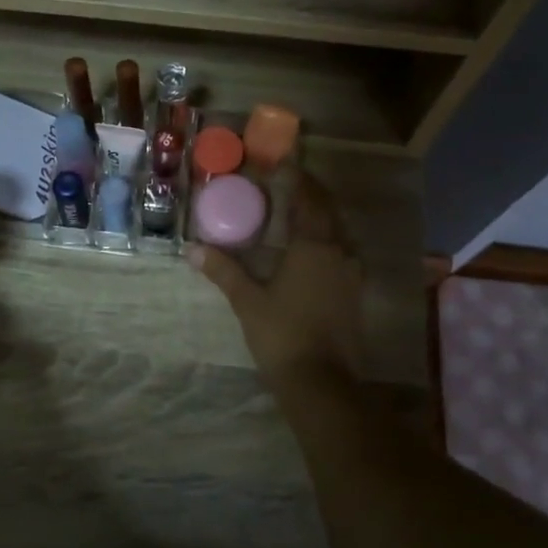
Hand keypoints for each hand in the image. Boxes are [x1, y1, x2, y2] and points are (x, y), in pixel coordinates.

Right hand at [186, 172, 364, 396]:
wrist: (322, 383)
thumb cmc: (283, 335)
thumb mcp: (248, 301)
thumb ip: (224, 271)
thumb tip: (193, 249)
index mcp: (314, 246)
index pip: (309, 200)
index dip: (299, 179)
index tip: (287, 163)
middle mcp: (338, 252)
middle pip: (327, 212)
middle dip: (311, 195)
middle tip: (290, 184)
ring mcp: (351, 274)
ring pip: (338, 234)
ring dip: (321, 219)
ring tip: (297, 215)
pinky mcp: (354, 294)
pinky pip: (341, 255)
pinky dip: (327, 243)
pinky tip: (311, 253)